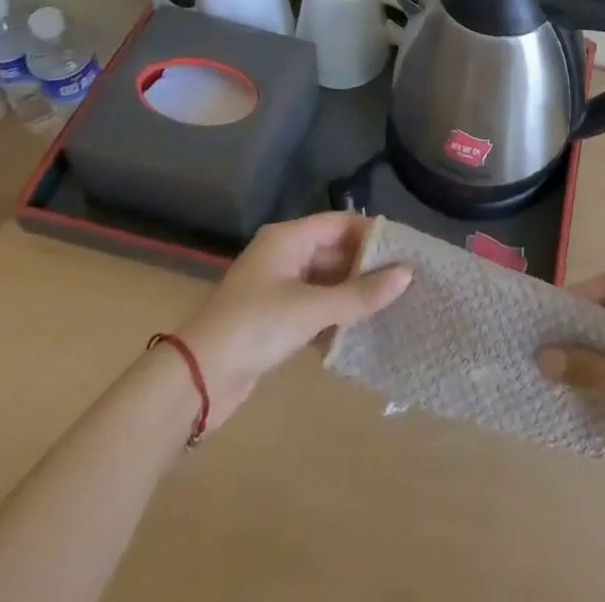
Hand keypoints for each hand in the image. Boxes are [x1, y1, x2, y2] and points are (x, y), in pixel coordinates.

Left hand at [176, 213, 410, 429]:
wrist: (197, 380)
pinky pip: (315, 308)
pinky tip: (361, 333)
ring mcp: (278, 288)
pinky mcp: (275, 320)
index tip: (406, 251)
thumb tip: (407, 274)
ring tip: (393, 307)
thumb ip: (360, 294)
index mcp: (288, 238)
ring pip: (326, 282)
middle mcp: (284, 255)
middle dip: (367, 267)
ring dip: (353, 295)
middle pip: (334, 251)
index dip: (372, 234)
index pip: (340, 223)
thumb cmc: (255, 327)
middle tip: (406, 283)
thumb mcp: (311, 309)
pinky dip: (336, 317)